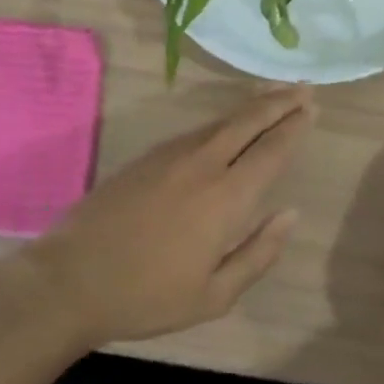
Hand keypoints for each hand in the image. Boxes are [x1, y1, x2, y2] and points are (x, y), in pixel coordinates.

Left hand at [23, 86, 314, 346]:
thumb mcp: (214, 296)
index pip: (271, 151)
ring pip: (222, 121)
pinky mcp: (148, 157)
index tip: (312, 108)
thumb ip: (258, 254)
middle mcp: (204, 165)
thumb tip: (290, 214)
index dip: (294, 127)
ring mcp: (172, 156)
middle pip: (249, 121)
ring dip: (252, 106)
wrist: (71, 279)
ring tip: (274, 95)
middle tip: (304, 87)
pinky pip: (197, 130)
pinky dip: (223, 120)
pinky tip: (228, 124)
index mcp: (226, 198)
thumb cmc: (147, 296)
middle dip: (279, 102)